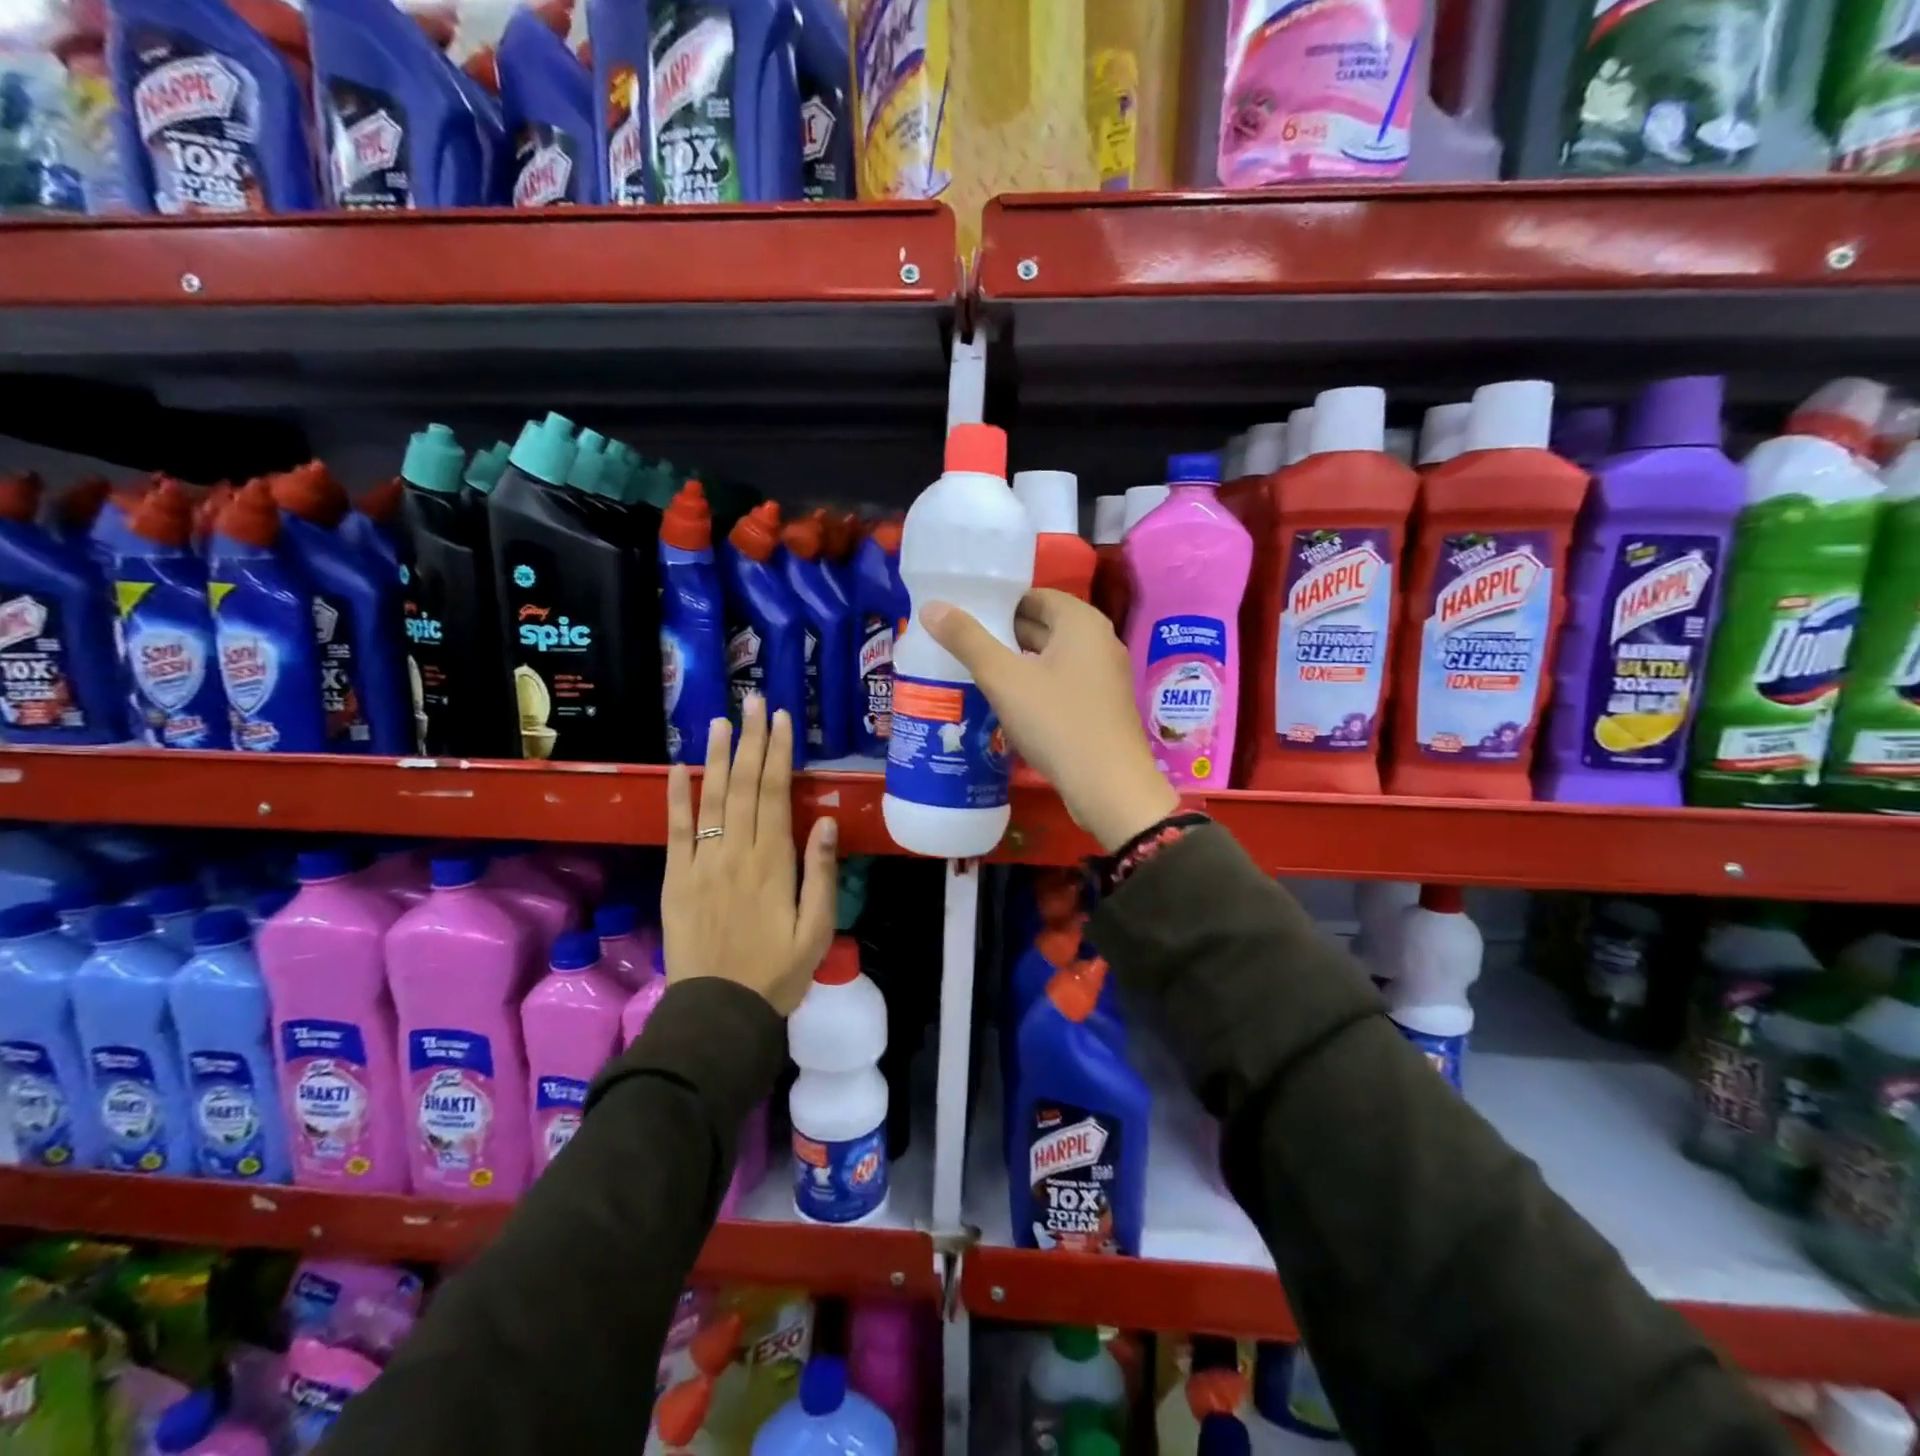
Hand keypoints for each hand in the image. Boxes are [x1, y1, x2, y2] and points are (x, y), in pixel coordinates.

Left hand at [663, 697, 837, 1015]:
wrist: (719, 1012)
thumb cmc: (778, 973)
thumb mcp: (817, 930)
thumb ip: (821, 874)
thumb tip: (823, 821)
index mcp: (773, 863)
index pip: (775, 794)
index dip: (778, 754)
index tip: (782, 720)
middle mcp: (736, 853)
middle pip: (744, 786)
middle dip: (750, 741)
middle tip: (753, 702)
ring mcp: (702, 864)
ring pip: (710, 799)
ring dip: (716, 757)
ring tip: (720, 721)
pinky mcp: (677, 879)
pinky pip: (675, 831)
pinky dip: (677, 798)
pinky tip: (679, 768)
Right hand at [920, 590, 1177, 851]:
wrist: (1108, 787)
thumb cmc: (1058, 722)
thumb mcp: (1004, 679)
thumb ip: (967, 640)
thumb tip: (931, 607)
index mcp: (1081, 622)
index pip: (1034, 596)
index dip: (997, 602)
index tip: (962, 615)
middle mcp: (1098, 641)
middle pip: (1043, 625)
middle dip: (1002, 634)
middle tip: (958, 643)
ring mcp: (1103, 676)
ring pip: (1050, 658)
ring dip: (1015, 662)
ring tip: (971, 670)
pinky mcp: (1100, 707)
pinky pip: (1060, 684)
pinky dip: (1033, 686)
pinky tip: (1004, 702)